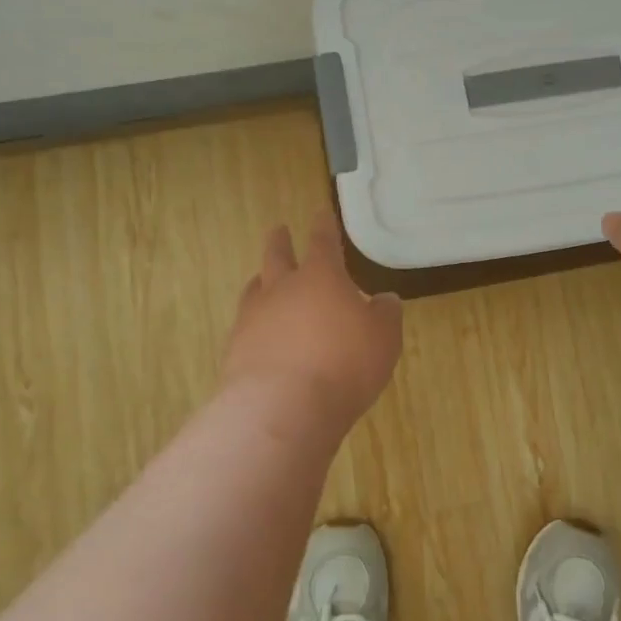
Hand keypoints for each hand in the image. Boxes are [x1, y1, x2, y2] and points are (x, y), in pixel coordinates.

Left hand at [219, 213, 403, 428]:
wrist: (281, 408)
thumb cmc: (343, 364)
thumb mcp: (383, 339)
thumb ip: (385, 315)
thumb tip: (384, 300)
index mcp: (320, 277)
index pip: (322, 241)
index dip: (324, 226)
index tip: (320, 213)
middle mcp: (282, 289)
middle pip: (277, 256)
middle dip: (280, 241)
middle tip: (278, 230)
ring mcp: (253, 318)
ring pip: (254, 289)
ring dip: (261, 281)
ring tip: (261, 279)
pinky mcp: (236, 350)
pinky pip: (245, 326)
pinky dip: (254, 324)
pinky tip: (259, 334)